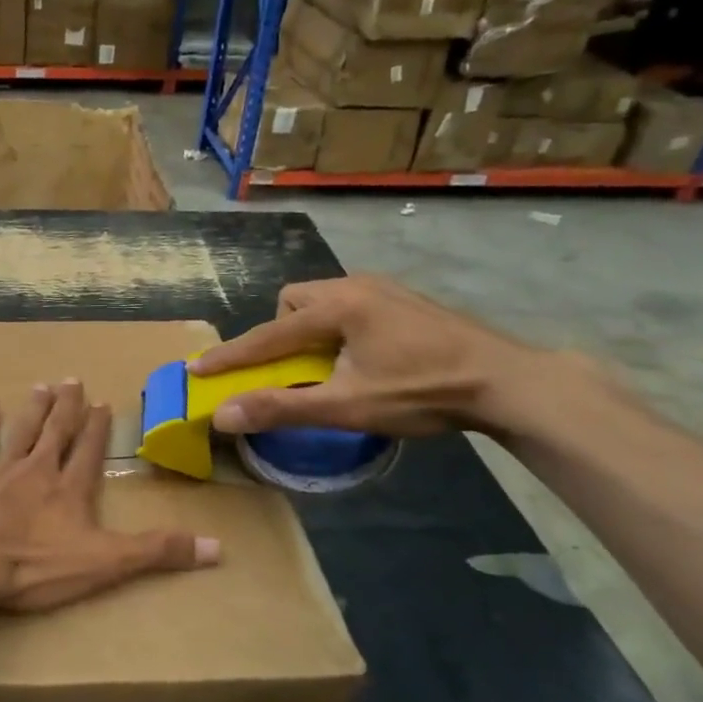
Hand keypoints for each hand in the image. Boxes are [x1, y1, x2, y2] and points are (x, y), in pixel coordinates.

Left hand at [0, 381, 219, 612]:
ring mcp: (0, 470)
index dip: (97, 429)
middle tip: (73, 380)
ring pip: (22, 431)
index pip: (89, 451)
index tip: (102, 404)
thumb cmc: (36, 565)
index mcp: (70, 489)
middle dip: (67, 407)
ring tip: (43, 385)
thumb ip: (157, 552)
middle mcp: (38, 470)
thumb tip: (218, 547)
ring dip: (34, 408)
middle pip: (56, 432)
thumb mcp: (105, 563)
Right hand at [190, 275, 551, 437]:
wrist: (506, 380)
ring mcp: (383, 288)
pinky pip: (349, 304)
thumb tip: (223, 415)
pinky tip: (363, 355)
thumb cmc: (422, 392)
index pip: (267, 334)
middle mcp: (354, 285)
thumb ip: (282, 408)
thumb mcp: (347, 406)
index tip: (196, 367)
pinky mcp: (403, 298)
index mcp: (336, 307)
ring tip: (328, 364)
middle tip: (294, 369)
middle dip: (281, 333)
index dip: (230, 355)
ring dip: (310, 329)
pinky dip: (337, 326)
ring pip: (322, 300)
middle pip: (293, 302)